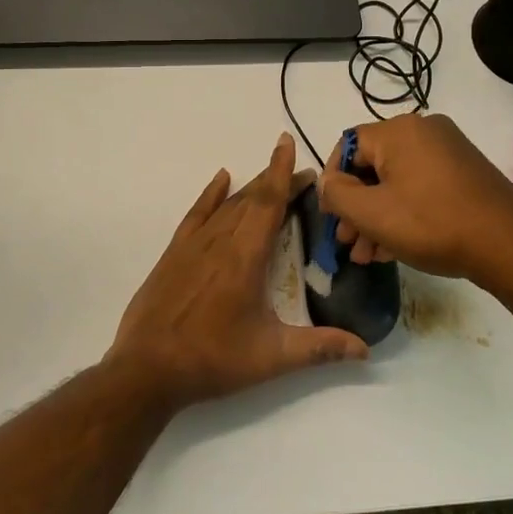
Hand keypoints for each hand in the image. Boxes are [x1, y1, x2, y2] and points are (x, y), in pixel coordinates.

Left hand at [105, 133, 369, 411]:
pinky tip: (221, 180)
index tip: (289, 144)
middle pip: (252, 200)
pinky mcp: (173, 254)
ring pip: (227, 205)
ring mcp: (193, 245)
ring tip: (271, 179)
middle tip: (303, 176)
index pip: (268, 204)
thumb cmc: (212, 360)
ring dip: (251, 189)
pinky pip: (196, 214)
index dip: (282, 173)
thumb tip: (365, 350)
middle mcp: (220, 241)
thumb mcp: (271, 358)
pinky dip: (211, 195)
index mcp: (245, 258)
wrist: (147, 369)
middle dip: (277, 182)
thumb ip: (319, 348)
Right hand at [317, 114, 512, 294]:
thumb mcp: (371, 213)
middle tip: (348, 243)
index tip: (331, 217)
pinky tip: (393, 249)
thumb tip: (327, 182)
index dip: (332, 182)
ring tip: (368, 256)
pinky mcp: (465, 173)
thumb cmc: (431, 224)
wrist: (508, 245)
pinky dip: (403, 213)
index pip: (347, 146)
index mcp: (399, 130)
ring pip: (396, 182)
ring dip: (377, 217)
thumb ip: (336, 193)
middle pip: (373, 167)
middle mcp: (424, 130)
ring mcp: (449, 151)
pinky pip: (420, 187)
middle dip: (355, 207)